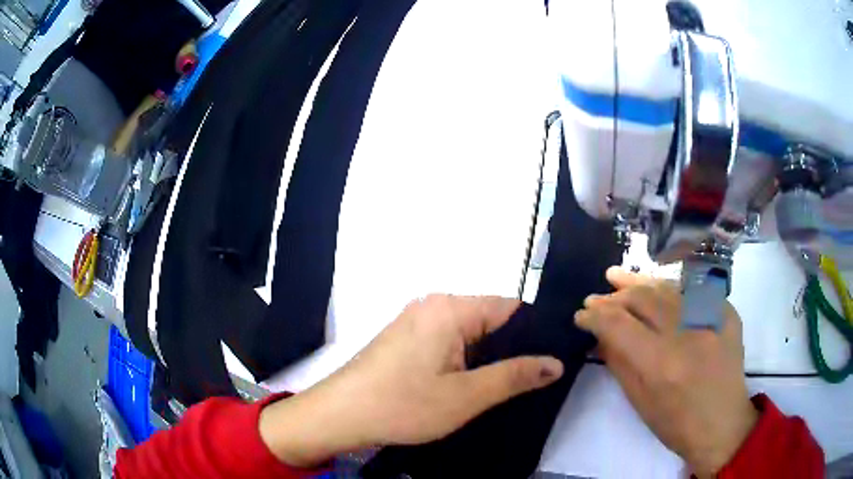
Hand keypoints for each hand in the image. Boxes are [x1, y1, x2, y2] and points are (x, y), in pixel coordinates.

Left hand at [260, 295, 562, 466]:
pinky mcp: (405, 338)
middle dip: (511, 348)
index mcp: (450, 308)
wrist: (339, 415)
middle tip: (531, 380)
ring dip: (486, 357)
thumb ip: (515, 376)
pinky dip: (464, 359)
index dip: (534, 332)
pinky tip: (468, 384)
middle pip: (489, 319)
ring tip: (504, 386)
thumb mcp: (466, 396)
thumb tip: (556, 362)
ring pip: (469, 333)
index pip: (509, 308)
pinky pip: (448, 341)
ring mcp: (415, 321)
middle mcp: (432, 305)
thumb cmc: (403, 405)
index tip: (551, 359)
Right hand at [575, 267, 757, 477]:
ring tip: (619, 278)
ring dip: (640, 283)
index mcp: (661, 363)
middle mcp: (687, 333)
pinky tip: (657, 289)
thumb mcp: (639, 401)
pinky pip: (693, 291)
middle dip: (615, 296)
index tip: (581, 315)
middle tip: (597, 296)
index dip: (595, 316)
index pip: (619, 324)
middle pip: (644, 298)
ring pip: (668, 287)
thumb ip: (618, 362)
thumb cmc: (676, 423)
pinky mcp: (727, 312)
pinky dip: (670, 290)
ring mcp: (711, 318)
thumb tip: (600, 334)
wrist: (723, 424)